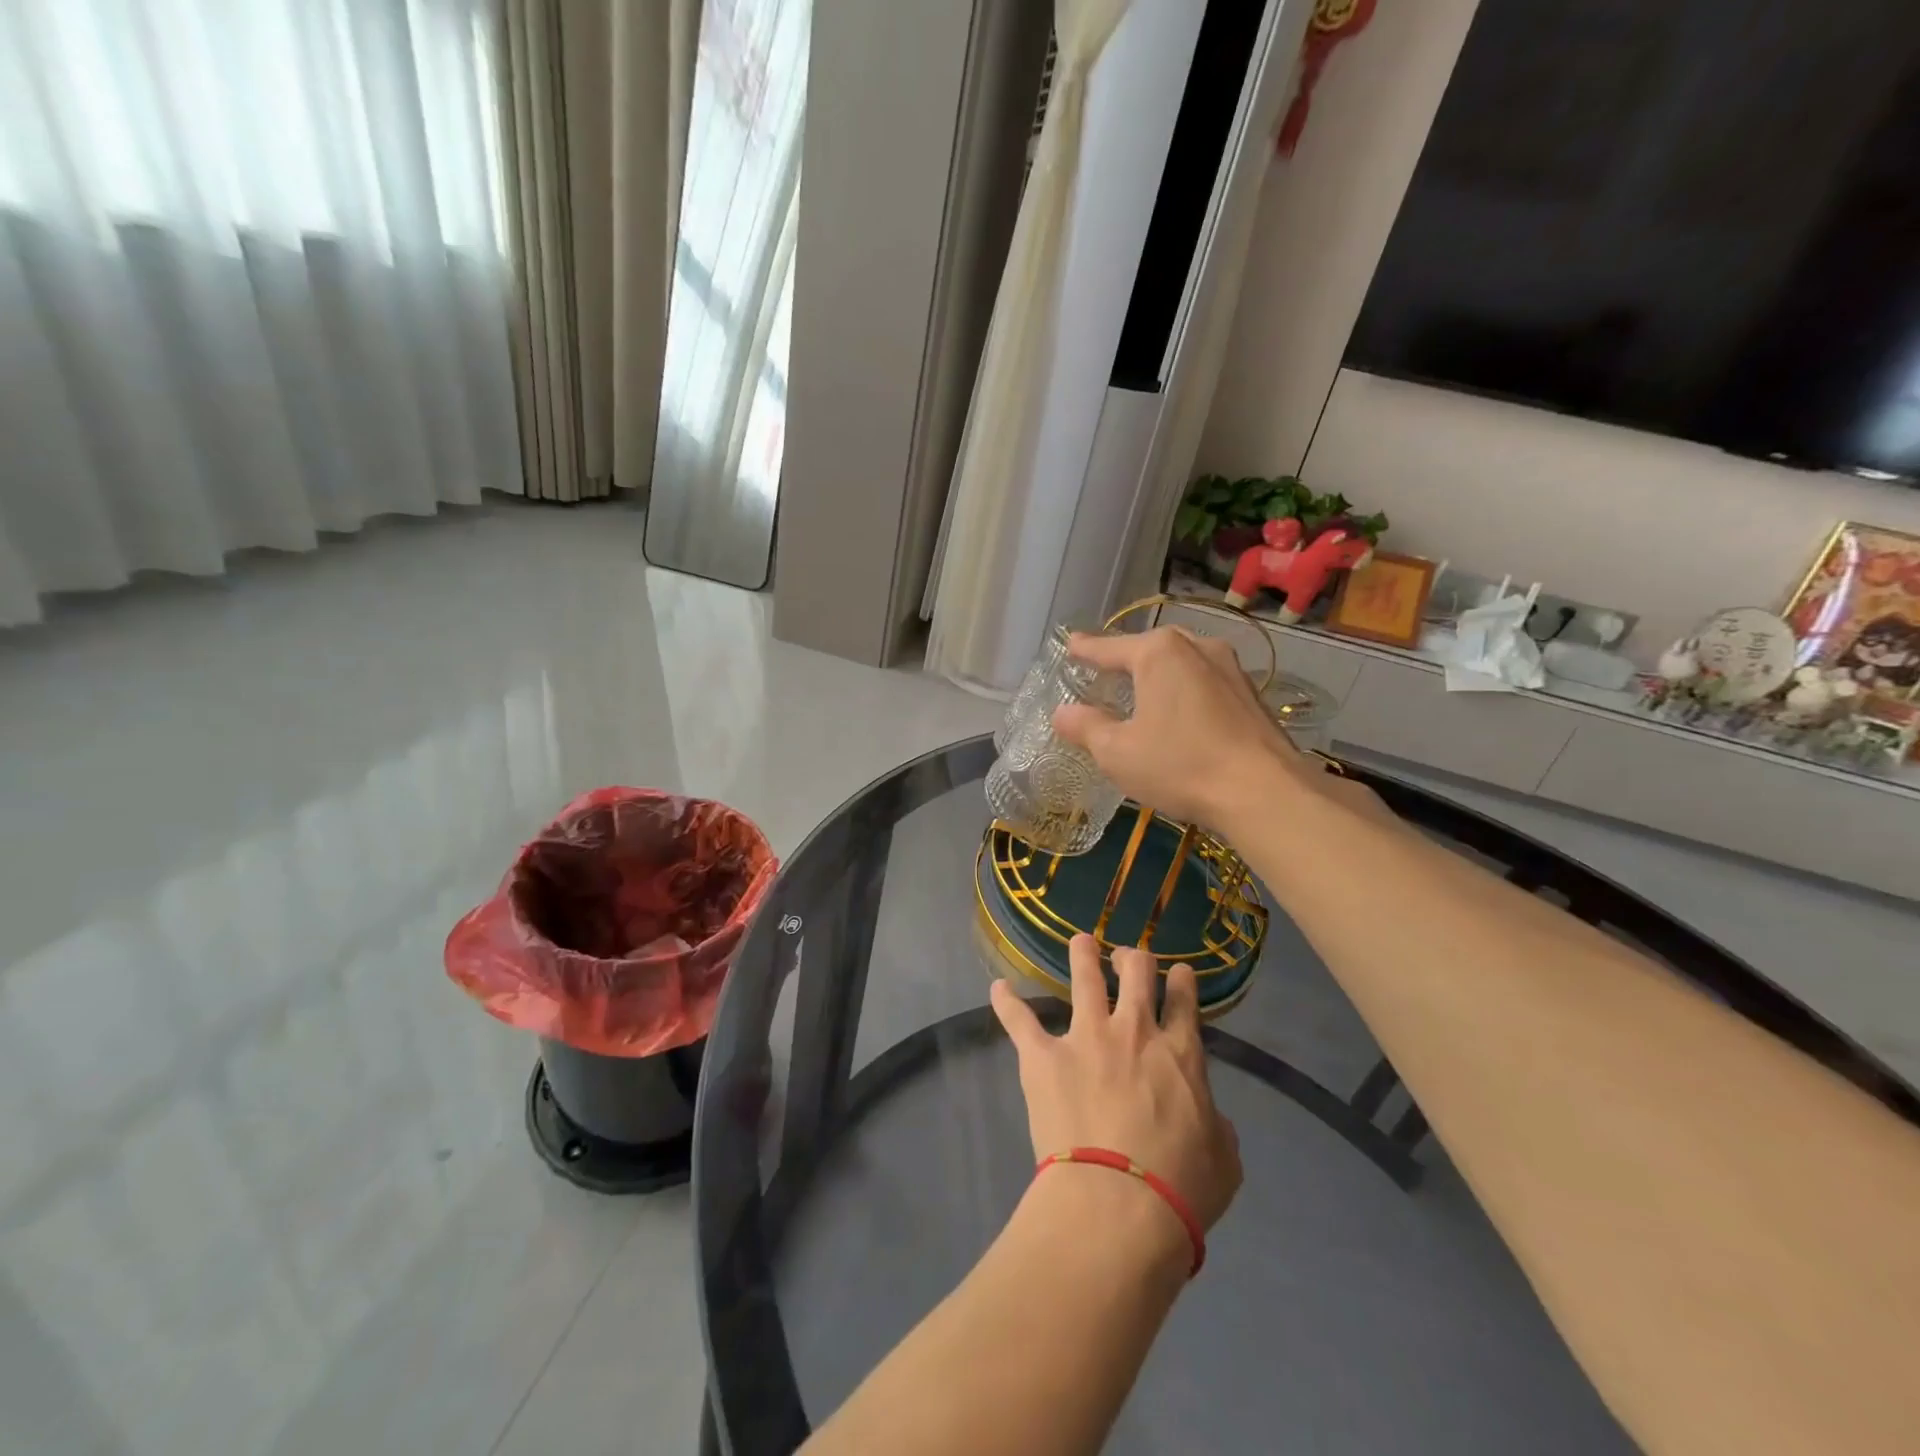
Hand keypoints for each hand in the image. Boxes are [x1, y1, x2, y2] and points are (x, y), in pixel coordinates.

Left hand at [990, 936, 1241, 1235]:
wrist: (1118, 1203)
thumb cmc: (1180, 1188)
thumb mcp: (1224, 1161)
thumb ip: (1218, 1128)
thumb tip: (1213, 1118)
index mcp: (1179, 1053)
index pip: (1183, 1001)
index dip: (1182, 981)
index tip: (1178, 972)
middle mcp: (1133, 1031)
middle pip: (1136, 974)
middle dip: (1134, 959)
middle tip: (1128, 956)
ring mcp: (1085, 1038)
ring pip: (1085, 979)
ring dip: (1083, 955)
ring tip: (1080, 942)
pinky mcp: (1044, 1056)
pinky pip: (1021, 1020)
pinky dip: (1008, 1002)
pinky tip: (999, 988)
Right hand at [1052, 626, 1300, 834]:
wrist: (1265, 792)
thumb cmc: (1180, 765)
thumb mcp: (1117, 753)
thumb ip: (1086, 727)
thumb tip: (1062, 712)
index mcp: (1159, 653)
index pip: (1110, 647)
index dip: (1086, 650)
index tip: (1070, 644)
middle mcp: (1197, 647)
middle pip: (1150, 648)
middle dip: (1126, 658)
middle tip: (1105, 670)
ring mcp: (1230, 668)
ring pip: (1182, 663)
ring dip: (1159, 675)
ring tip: (1142, 690)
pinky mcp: (1251, 694)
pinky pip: (1204, 681)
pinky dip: (1184, 691)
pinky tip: (1180, 713)